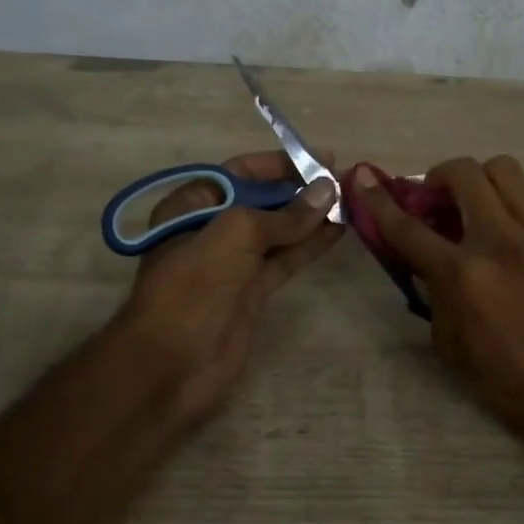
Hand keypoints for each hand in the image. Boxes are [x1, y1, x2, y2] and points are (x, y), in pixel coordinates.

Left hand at [116, 151, 342, 422]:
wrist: (172, 364)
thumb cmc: (195, 285)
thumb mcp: (235, 234)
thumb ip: (284, 214)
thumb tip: (327, 189)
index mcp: (193, 205)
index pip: (242, 172)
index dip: (281, 164)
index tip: (321, 158)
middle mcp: (213, 228)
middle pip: (263, 200)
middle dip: (301, 189)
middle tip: (344, 181)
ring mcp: (234, 262)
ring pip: (279, 231)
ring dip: (312, 216)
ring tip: (350, 201)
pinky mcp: (252, 291)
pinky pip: (286, 258)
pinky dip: (310, 244)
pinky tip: (338, 230)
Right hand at [352, 157, 523, 445]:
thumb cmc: (518, 385)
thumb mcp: (456, 351)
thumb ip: (437, 300)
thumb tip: (431, 267)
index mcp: (463, 276)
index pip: (408, 228)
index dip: (379, 200)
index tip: (363, 178)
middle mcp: (500, 241)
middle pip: (463, 174)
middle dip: (440, 175)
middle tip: (442, 198)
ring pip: (506, 171)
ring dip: (484, 181)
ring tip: (486, 206)